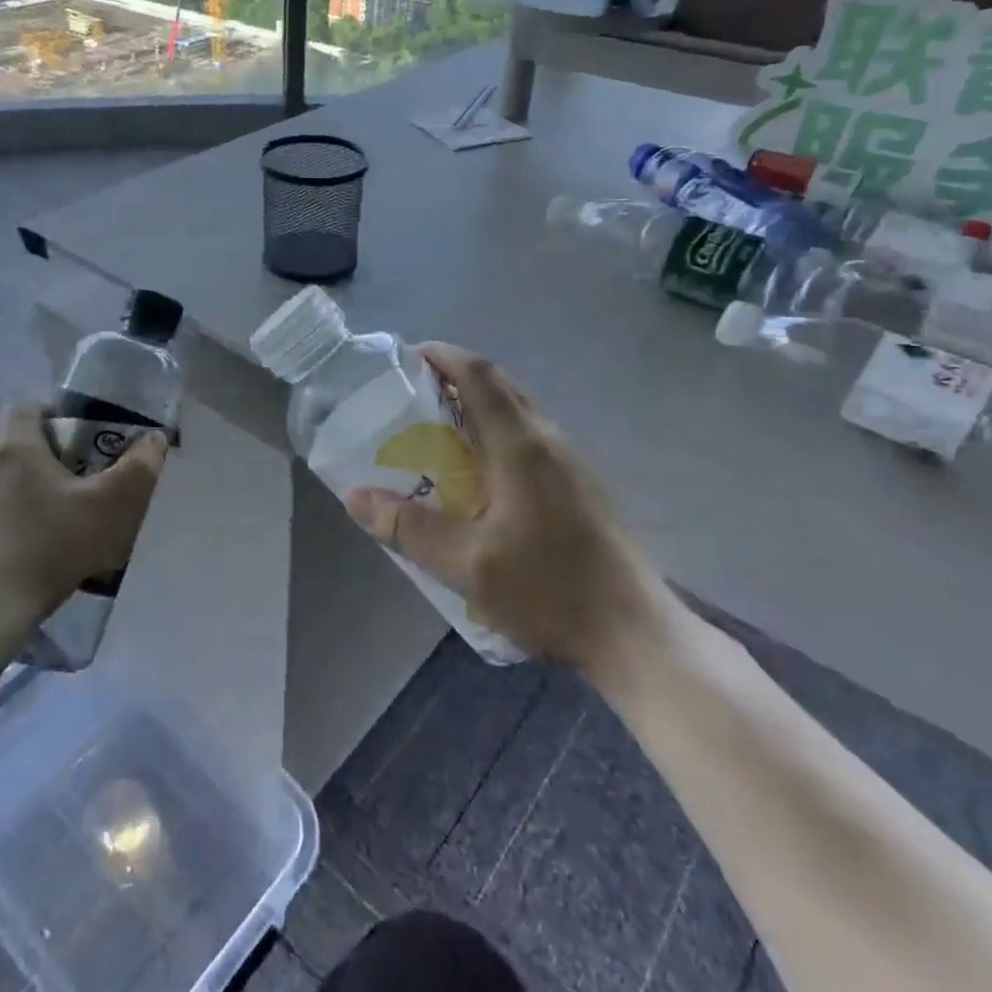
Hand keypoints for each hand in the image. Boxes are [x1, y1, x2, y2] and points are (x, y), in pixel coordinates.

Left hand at [0, 404, 168, 635]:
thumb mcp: (110, 508)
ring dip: (16, 485)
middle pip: (8, 437)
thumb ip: (138, 469)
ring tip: (46, 519)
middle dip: (38, 450)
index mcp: (13, 444)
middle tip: (69, 479)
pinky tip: (17, 550)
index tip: (80, 442)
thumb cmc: (48, 548)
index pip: (28, 405)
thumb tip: (155, 439)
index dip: (56, 416)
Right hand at [342, 344, 678, 674]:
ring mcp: (572, 464)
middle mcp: (550, 441)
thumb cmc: (549, 591)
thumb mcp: (466, 565)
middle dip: (455, 379)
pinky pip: (531, 440)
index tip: (407, 358)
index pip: (480, 376)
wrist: (636, 635)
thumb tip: (355, 497)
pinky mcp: (581, 487)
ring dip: (477, 409)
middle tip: (412, 398)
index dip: (443, 356)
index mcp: (522, 446)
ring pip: (518, 414)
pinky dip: (496, 436)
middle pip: (501, 387)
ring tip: (437, 435)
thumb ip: (409, 527)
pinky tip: (479, 478)